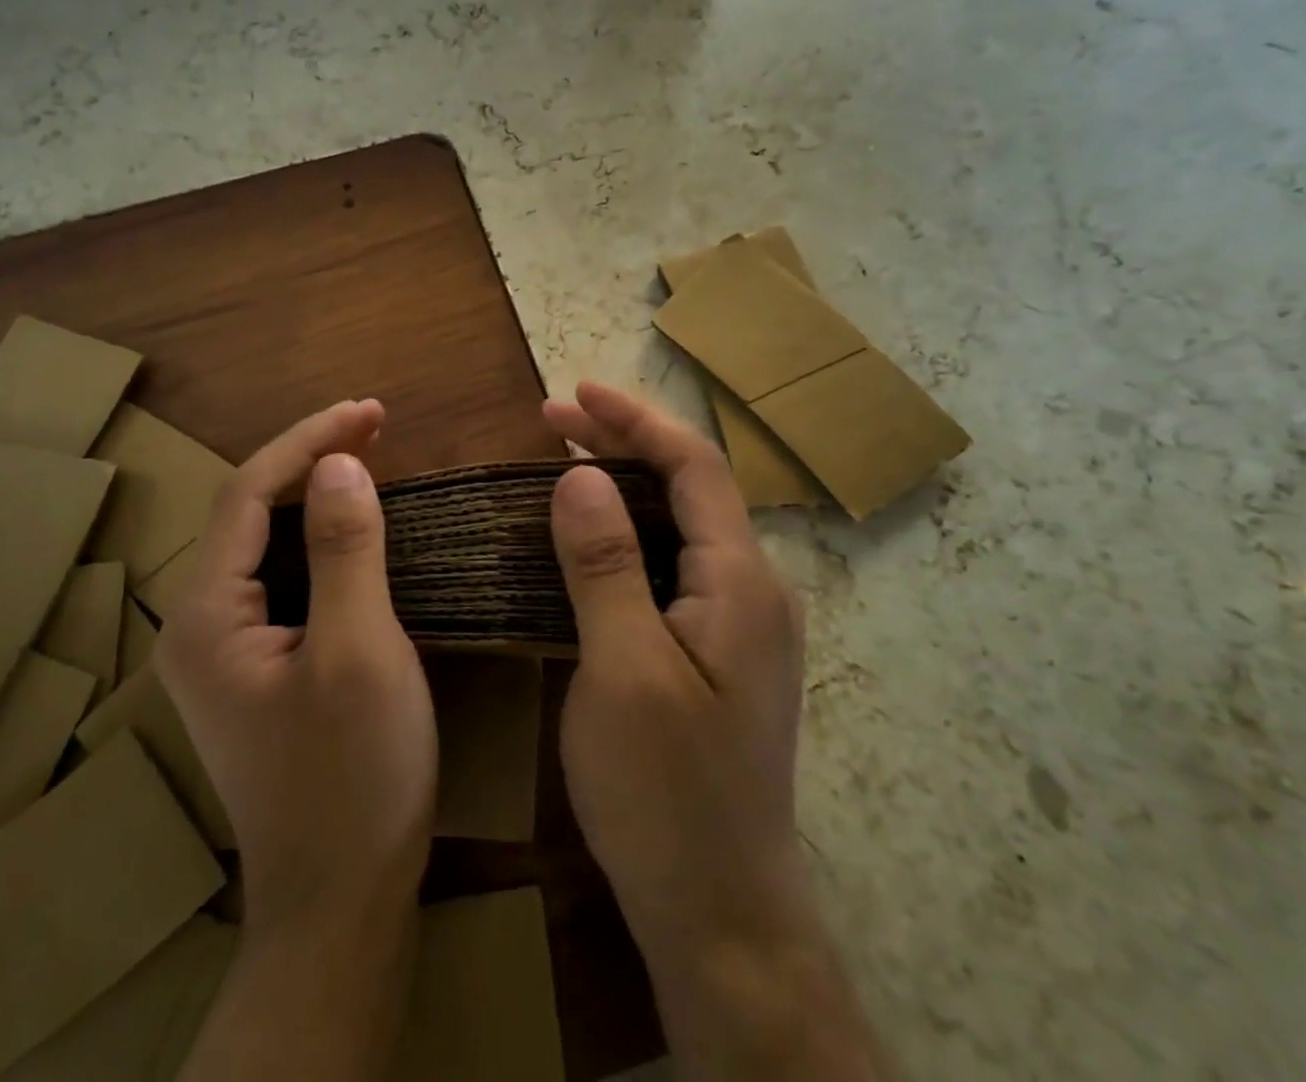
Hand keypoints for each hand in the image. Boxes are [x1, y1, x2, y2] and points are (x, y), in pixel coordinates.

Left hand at [157, 400, 435, 933]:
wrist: (339, 906)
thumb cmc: (352, 778)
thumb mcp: (359, 652)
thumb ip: (344, 550)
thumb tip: (338, 463)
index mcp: (206, 615)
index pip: (248, 493)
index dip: (308, 440)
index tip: (369, 411)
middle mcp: (199, 624)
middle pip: (251, 512)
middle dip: (311, 458)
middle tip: (376, 425)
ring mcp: (225, 650)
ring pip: (267, 543)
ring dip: (316, 494)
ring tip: (369, 457)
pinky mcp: (257, 668)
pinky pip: (285, 578)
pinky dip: (322, 540)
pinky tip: (356, 529)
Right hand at [547, 382, 885, 1079]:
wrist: (721, 913)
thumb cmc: (667, 792)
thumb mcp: (624, 671)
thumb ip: (606, 565)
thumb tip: (579, 476)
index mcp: (741, 582)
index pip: (694, 467)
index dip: (634, 420)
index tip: (574, 393)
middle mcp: (753, 590)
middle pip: (689, 487)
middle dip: (623, 444)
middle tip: (552, 422)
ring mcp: (738, 624)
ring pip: (680, 525)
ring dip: (624, 485)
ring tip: (563, 462)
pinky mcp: (716, 652)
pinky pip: (672, 564)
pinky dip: (627, 532)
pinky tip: (588, 538)